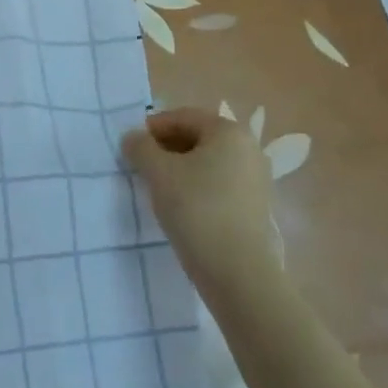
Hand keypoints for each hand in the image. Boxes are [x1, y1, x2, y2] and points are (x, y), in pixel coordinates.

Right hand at [122, 107, 274, 290]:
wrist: (237, 271)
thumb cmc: (196, 209)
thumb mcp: (158, 173)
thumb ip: (140, 148)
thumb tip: (133, 138)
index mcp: (229, 131)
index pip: (183, 116)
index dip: (153, 127)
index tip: (131, 146)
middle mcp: (249, 148)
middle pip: (198, 137)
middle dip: (166, 148)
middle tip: (141, 166)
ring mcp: (256, 178)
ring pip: (208, 163)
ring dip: (180, 169)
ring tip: (157, 188)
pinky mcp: (255, 206)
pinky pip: (219, 184)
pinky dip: (197, 187)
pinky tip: (180, 207)